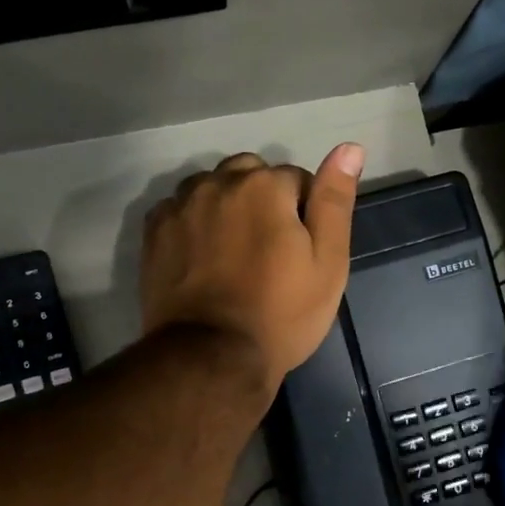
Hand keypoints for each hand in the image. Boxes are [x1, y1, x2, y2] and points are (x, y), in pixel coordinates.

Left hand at [140, 145, 364, 394]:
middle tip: (269, 250)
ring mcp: (180, 206)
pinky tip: (203, 256)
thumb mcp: (327, 262)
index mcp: (264, 185)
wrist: (212, 357)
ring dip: (227, 205)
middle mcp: (218, 182)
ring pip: (213, 187)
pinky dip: (195, 221)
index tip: (301, 252)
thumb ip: (335, 200)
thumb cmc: (281, 313)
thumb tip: (349, 147)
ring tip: (234, 252)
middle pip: (250, 175)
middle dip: (263, 200)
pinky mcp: (155, 231)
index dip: (305, 214)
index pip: (296, 180)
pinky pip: (181, 208)